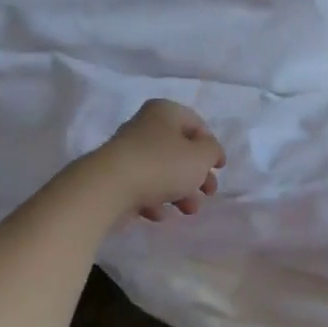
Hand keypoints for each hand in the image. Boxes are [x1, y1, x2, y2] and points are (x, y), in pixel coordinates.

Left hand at [91, 100, 224, 220]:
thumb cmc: (162, 164)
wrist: (108, 187)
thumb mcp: (201, 156)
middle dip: (196, 175)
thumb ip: (212, 152)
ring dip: (179, 192)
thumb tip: (208, 152)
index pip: (196, 125)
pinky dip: (154, 199)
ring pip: (162, 171)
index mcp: (165, 112)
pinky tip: (158, 214)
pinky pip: (141, 186)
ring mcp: (126, 152)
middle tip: (207, 194)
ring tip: (187, 211)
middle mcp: (144, 126)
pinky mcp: (114, 176)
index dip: (212, 147)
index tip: (220, 169)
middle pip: (179, 150)